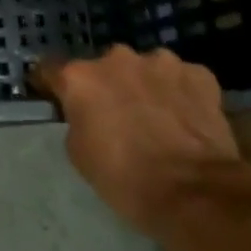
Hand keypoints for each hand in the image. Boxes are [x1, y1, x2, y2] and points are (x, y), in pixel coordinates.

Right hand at [31, 46, 237, 232]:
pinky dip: (180, 93)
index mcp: (80, 77)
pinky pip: (181, 79)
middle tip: (116, 115)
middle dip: (106, 86)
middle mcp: (117, 58)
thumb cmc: (125, 177)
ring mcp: (161, 62)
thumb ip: (76, 120)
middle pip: (103, 68)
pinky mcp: (199, 74)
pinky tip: (187, 118)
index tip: (54, 97)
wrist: (195, 192)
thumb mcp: (79, 153)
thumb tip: (86, 112)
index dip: (51, 85)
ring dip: (144, 86)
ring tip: (157, 117)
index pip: (51, 69)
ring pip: (145, 69)